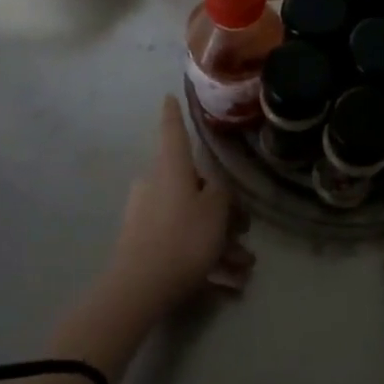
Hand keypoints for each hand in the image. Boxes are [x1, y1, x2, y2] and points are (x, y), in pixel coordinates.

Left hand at [103, 97, 251, 317]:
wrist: (139, 287)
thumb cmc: (183, 238)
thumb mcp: (216, 211)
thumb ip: (221, 193)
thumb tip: (214, 189)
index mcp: (170, 169)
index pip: (173, 132)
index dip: (174, 114)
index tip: (168, 96)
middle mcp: (154, 185)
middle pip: (192, 187)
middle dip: (222, 211)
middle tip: (244, 232)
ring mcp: (145, 215)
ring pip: (191, 221)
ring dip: (219, 243)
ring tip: (243, 268)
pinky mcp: (142, 243)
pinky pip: (180, 244)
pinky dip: (204, 259)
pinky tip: (227, 285)